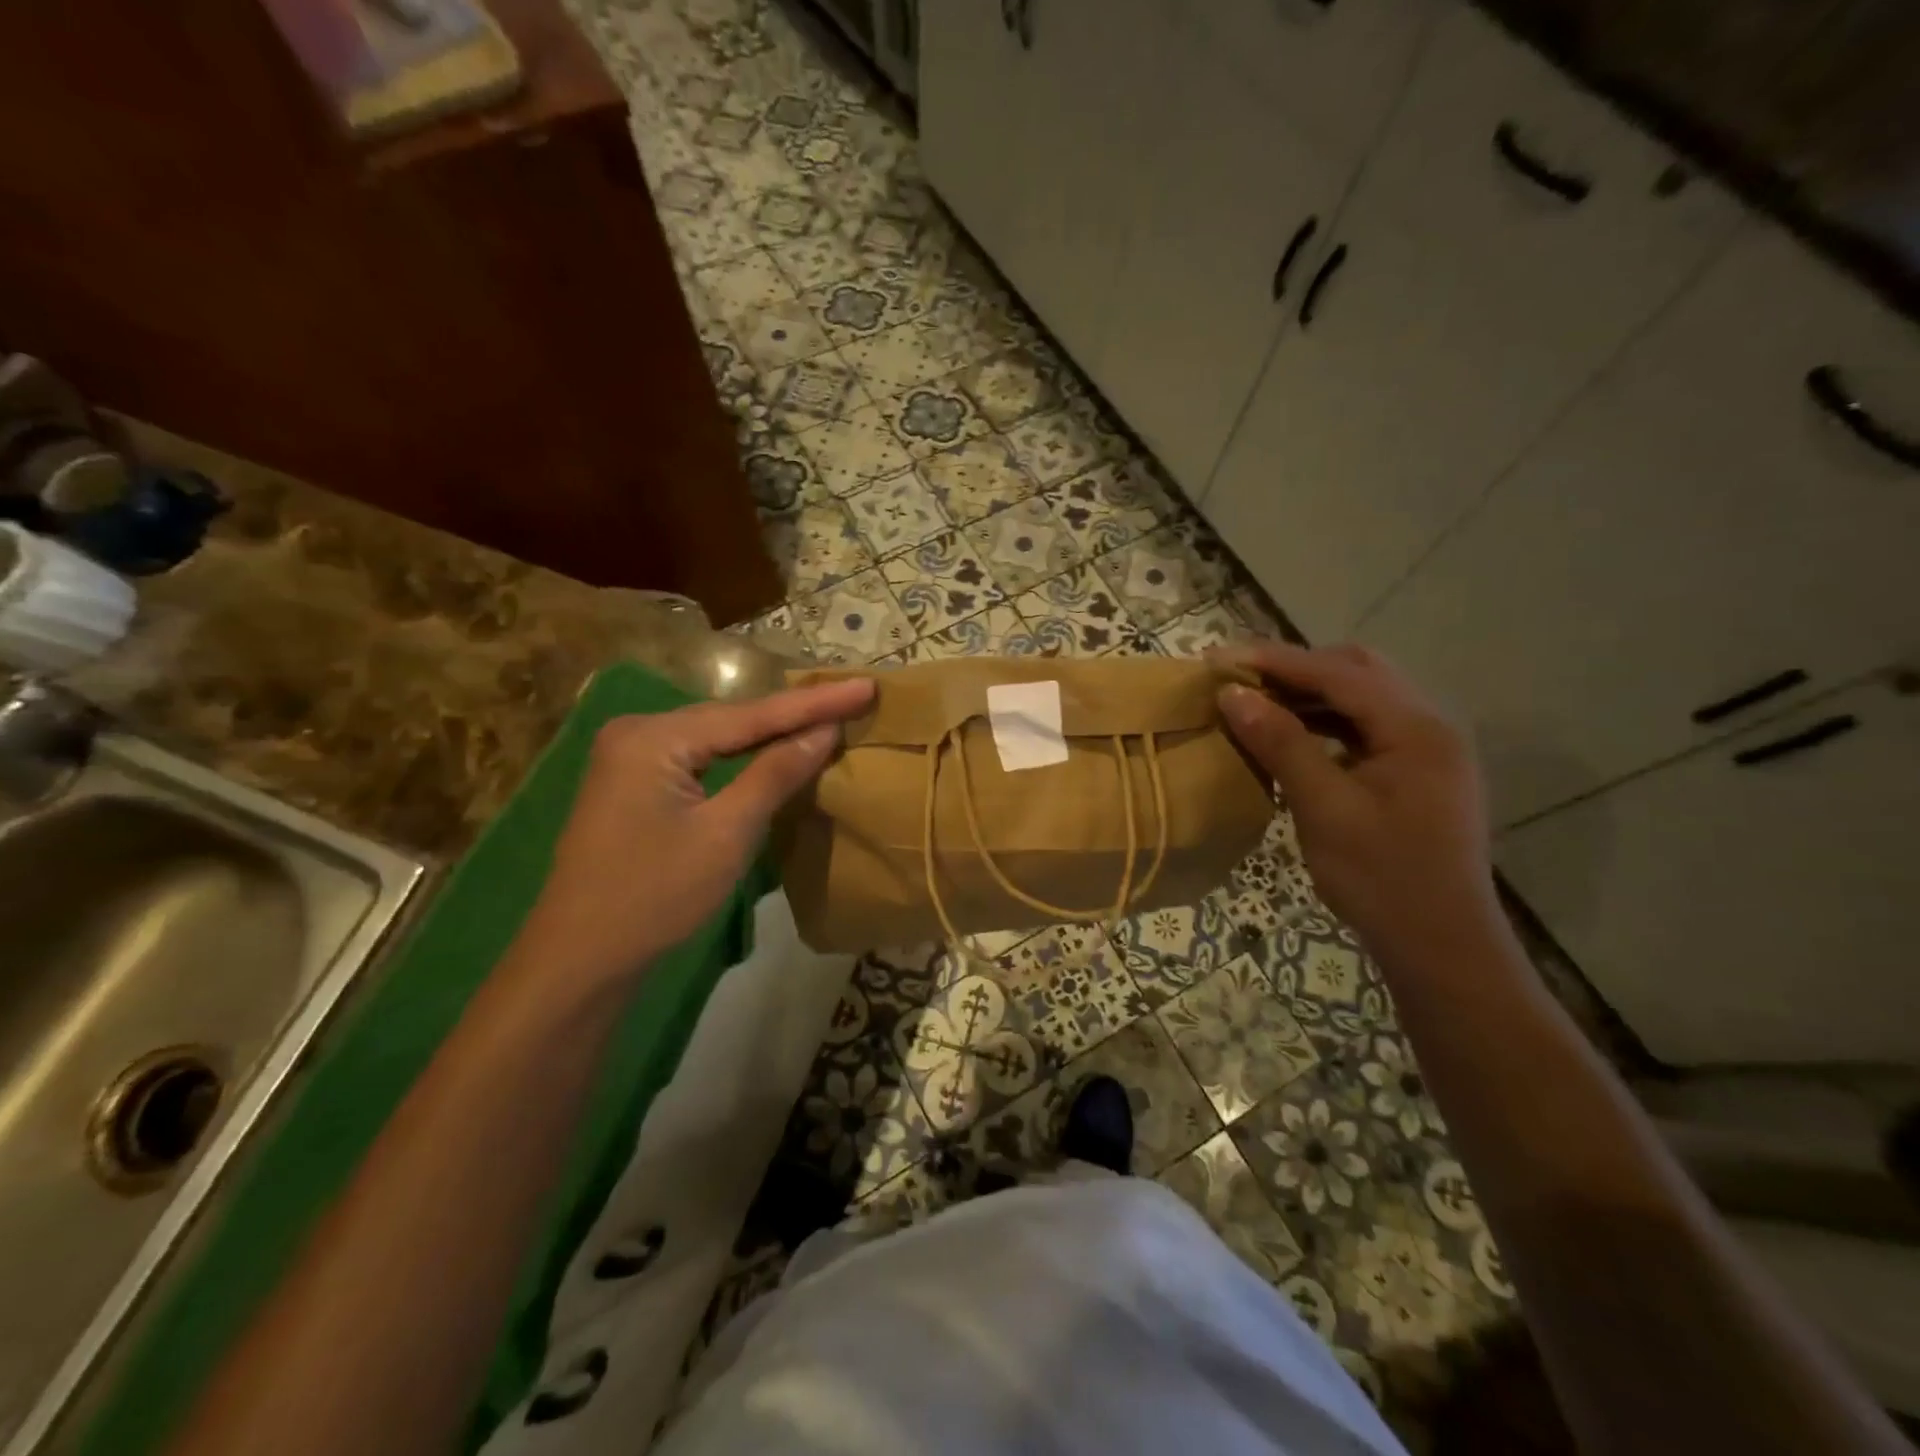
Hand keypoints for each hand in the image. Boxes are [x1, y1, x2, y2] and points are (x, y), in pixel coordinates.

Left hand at [520, 678, 875, 983]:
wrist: (579, 958)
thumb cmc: (655, 897)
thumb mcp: (726, 834)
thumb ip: (776, 773)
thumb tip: (824, 730)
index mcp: (655, 737)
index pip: (752, 715)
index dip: (814, 703)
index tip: (866, 685)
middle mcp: (638, 731)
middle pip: (732, 719)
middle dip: (794, 713)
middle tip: (852, 698)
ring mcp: (630, 756)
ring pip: (716, 737)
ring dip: (770, 732)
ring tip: (826, 715)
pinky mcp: (632, 782)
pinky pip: (699, 757)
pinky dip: (740, 755)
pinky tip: (773, 749)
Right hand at [1214, 641, 1500, 968]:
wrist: (1441, 948)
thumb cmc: (1382, 880)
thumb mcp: (1324, 809)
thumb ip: (1281, 744)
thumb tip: (1232, 695)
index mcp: (1417, 729)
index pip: (1339, 673)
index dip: (1275, 661)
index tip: (1218, 659)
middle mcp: (1429, 726)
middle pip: (1358, 671)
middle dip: (1295, 668)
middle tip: (1239, 679)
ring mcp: (1426, 750)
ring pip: (1361, 698)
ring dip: (1308, 694)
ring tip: (1255, 702)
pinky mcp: (1415, 773)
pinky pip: (1364, 727)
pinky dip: (1323, 722)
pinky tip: (1290, 736)